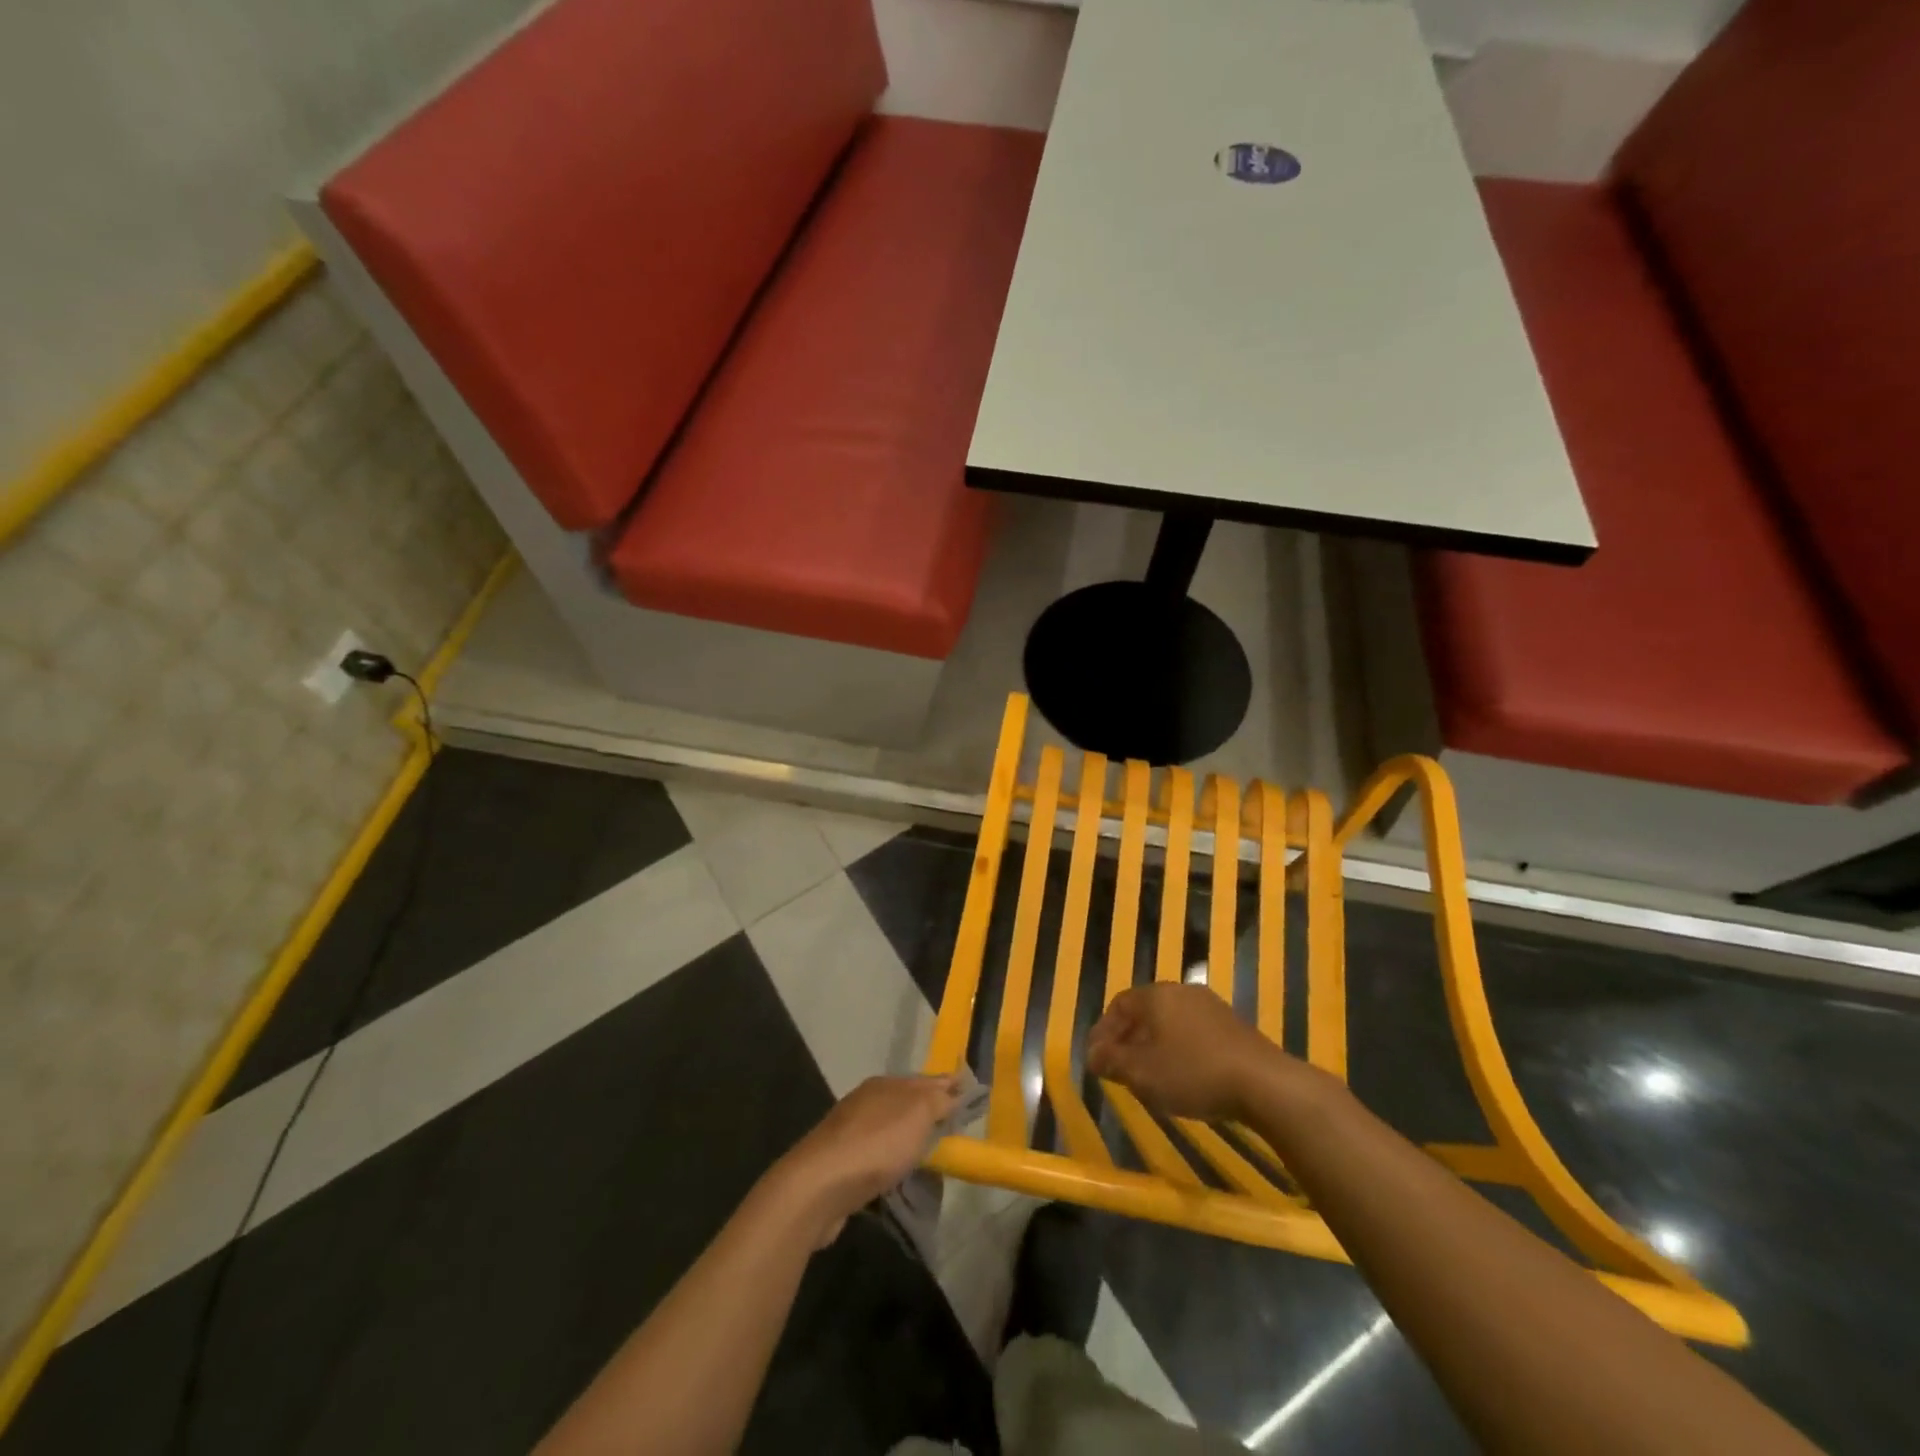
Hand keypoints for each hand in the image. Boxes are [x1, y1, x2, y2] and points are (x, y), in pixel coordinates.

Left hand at [772, 1075, 959, 1243]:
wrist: (819, 1186)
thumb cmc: (875, 1144)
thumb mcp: (917, 1113)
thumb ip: (938, 1100)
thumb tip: (953, 1088)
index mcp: (884, 1084)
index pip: (924, 1080)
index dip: (947, 1087)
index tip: (969, 1096)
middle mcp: (866, 1102)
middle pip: (906, 1105)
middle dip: (928, 1115)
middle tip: (954, 1132)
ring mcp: (850, 1134)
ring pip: (890, 1132)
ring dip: (909, 1142)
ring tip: (932, 1160)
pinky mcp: (841, 1166)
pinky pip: (876, 1160)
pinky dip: (891, 1165)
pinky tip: (900, 1178)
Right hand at [1087, 984, 1285, 1121]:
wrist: (1264, 1084)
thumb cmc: (1192, 1073)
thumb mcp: (1141, 1073)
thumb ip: (1111, 1061)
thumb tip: (1092, 1054)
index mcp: (1156, 995)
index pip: (1119, 1004)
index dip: (1103, 1031)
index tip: (1097, 1059)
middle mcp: (1182, 991)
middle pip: (1146, 1011)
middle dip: (1129, 1039)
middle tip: (1120, 1068)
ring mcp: (1212, 1007)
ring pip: (1171, 1022)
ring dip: (1156, 1045)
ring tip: (1151, 1076)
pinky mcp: (1235, 1027)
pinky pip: (1195, 1033)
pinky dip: (1181, 1050)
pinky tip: (1185, 1077)